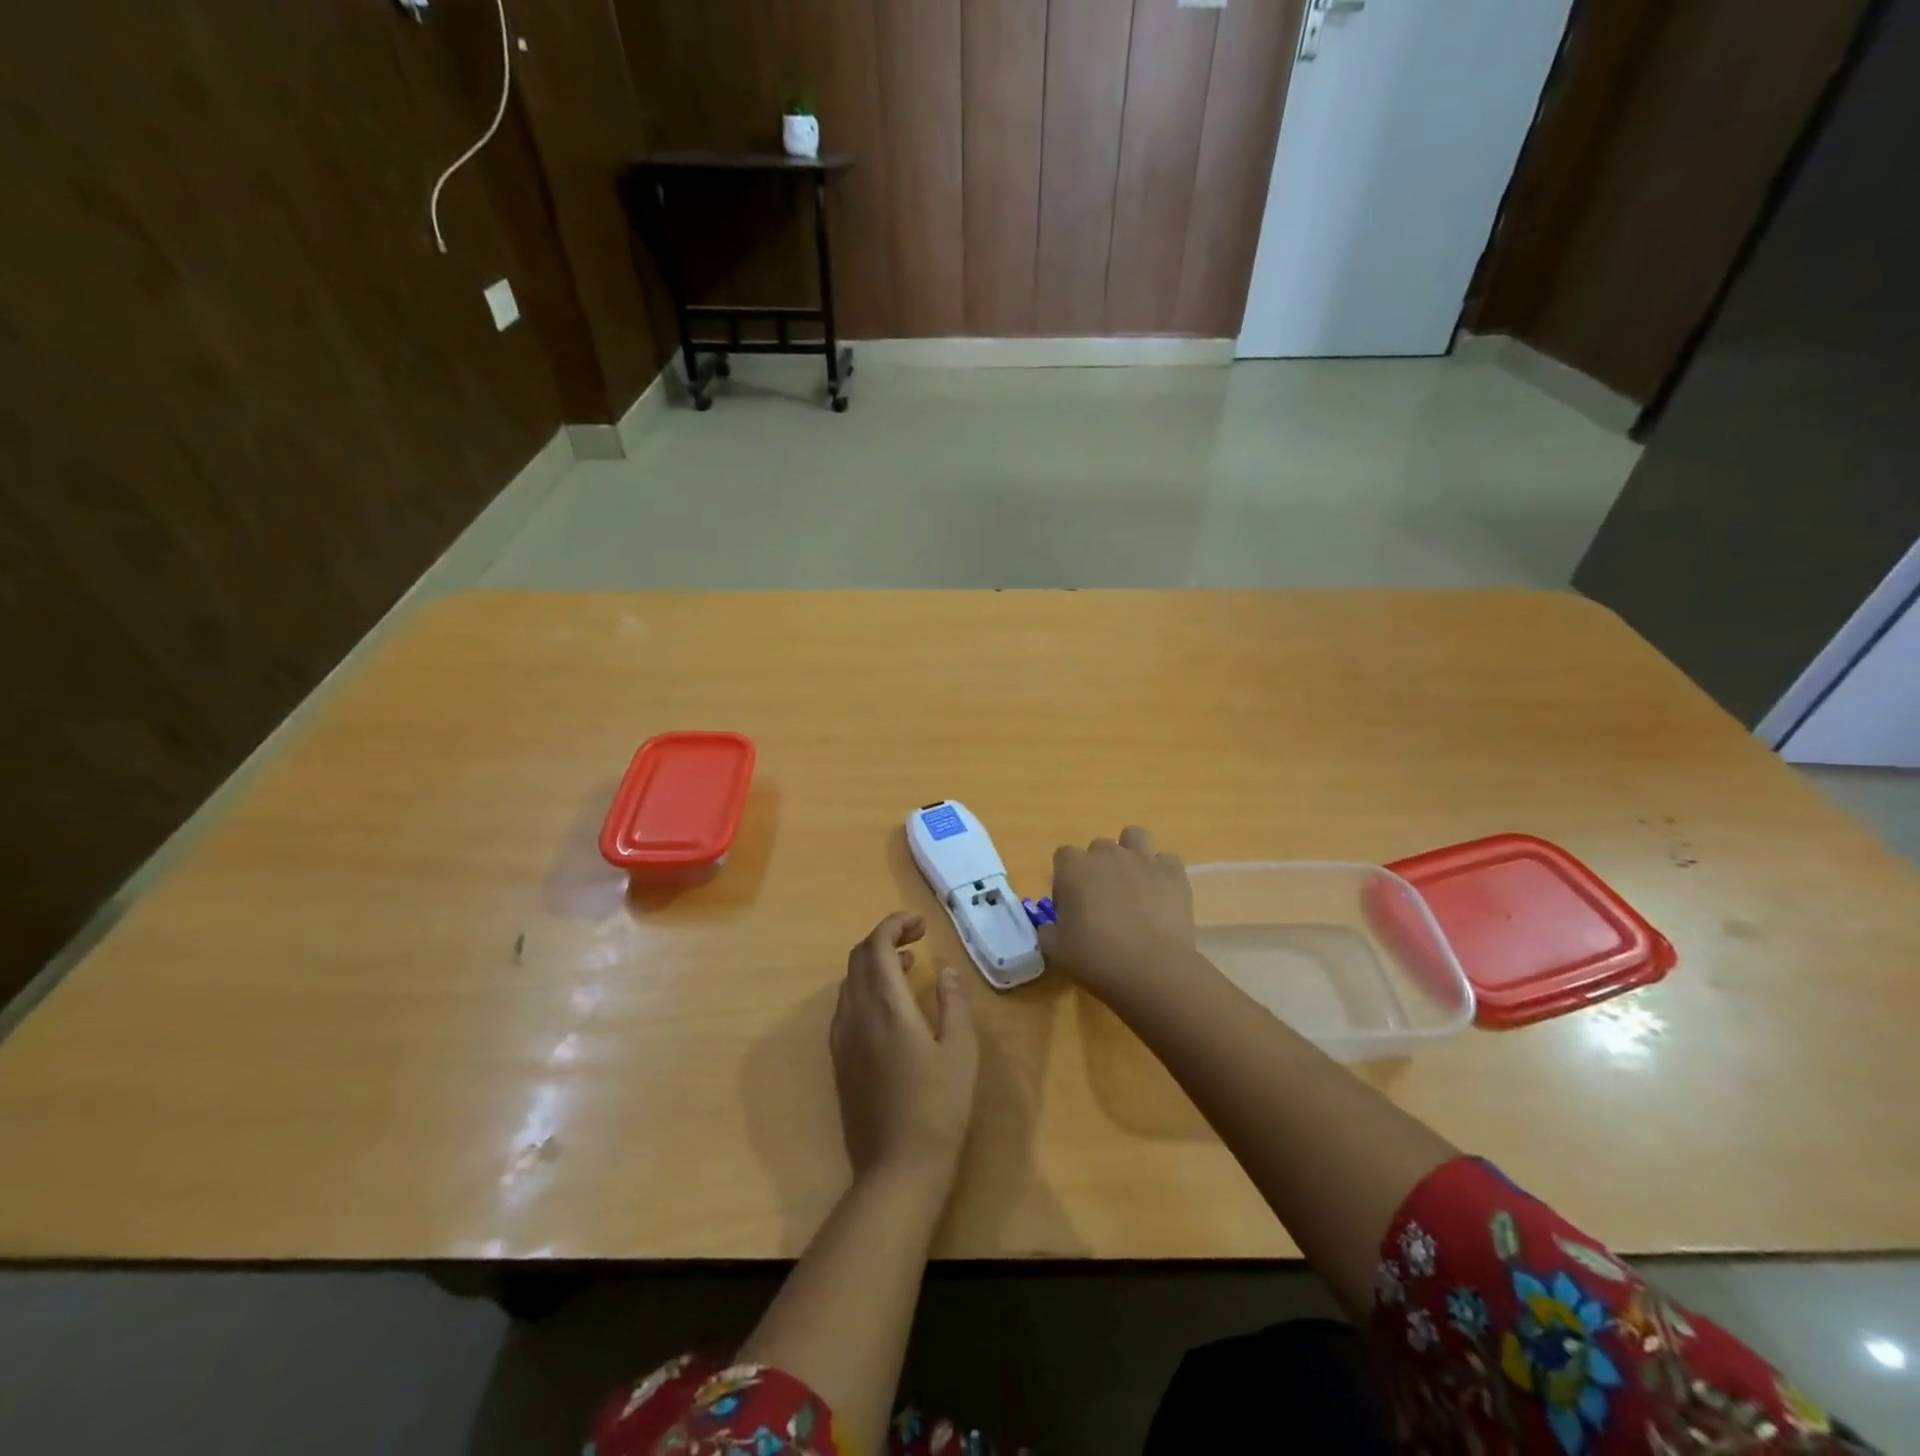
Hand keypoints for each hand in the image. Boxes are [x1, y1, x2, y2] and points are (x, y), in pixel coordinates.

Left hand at [831, 912, 978, 1189]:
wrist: (897, 1169)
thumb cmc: (938, 1107)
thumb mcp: (960, 1051)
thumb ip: (952, 1003)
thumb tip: (944, 971)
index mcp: (886, 1006)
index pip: (877, 946)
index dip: (895, 924)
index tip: (920, 923)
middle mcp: (856, 1015)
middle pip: (859, 958)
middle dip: (885, 938)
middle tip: (917, 938)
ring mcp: (842, 1039)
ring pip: (850, 982)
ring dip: (875, 963)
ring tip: (908, 965)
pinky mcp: (839, 1060)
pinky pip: (846, 1006)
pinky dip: (865, 989)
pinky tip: (890, 1006)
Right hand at [1037, 825, 1196, 1005]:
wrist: (1152, 970)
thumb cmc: (1096, 959)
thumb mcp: (1056, 951)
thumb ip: (1048, 931)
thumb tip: (1051, 927)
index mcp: (1073, 868)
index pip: (1063, 856)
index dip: (1066, 879)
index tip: (1072, 906)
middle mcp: (1107, 854)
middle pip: (1098, 848)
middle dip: (1099, 868)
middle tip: (1103, 901)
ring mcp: (1142, 860)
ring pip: (1134, 836)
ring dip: (1131, 853)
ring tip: (1133, 883)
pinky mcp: (1173, 873)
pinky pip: (1166, 860)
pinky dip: (1163, 872)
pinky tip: (1161, 894)